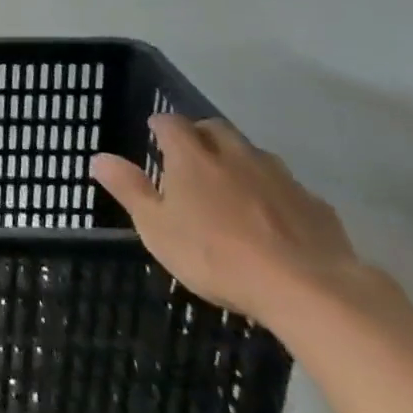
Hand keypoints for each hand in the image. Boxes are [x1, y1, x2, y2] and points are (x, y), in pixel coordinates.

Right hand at [92, 114, 369, 326]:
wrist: (307, 288)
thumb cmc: (216, 255)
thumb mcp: (157, 227)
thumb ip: (129, 189)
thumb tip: (98, 158)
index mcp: (193, 158)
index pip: (172, 124)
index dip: (161, 124)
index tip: (154, 131)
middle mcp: (235, 155)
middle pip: (216, 129)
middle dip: (201, 134)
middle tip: (192, 154)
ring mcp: (279, 177)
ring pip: (254, 154)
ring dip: (239, 160)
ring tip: (231, 183)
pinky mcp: (314, 205)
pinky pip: (288, 188)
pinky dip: (274, 193)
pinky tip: (273, 218)